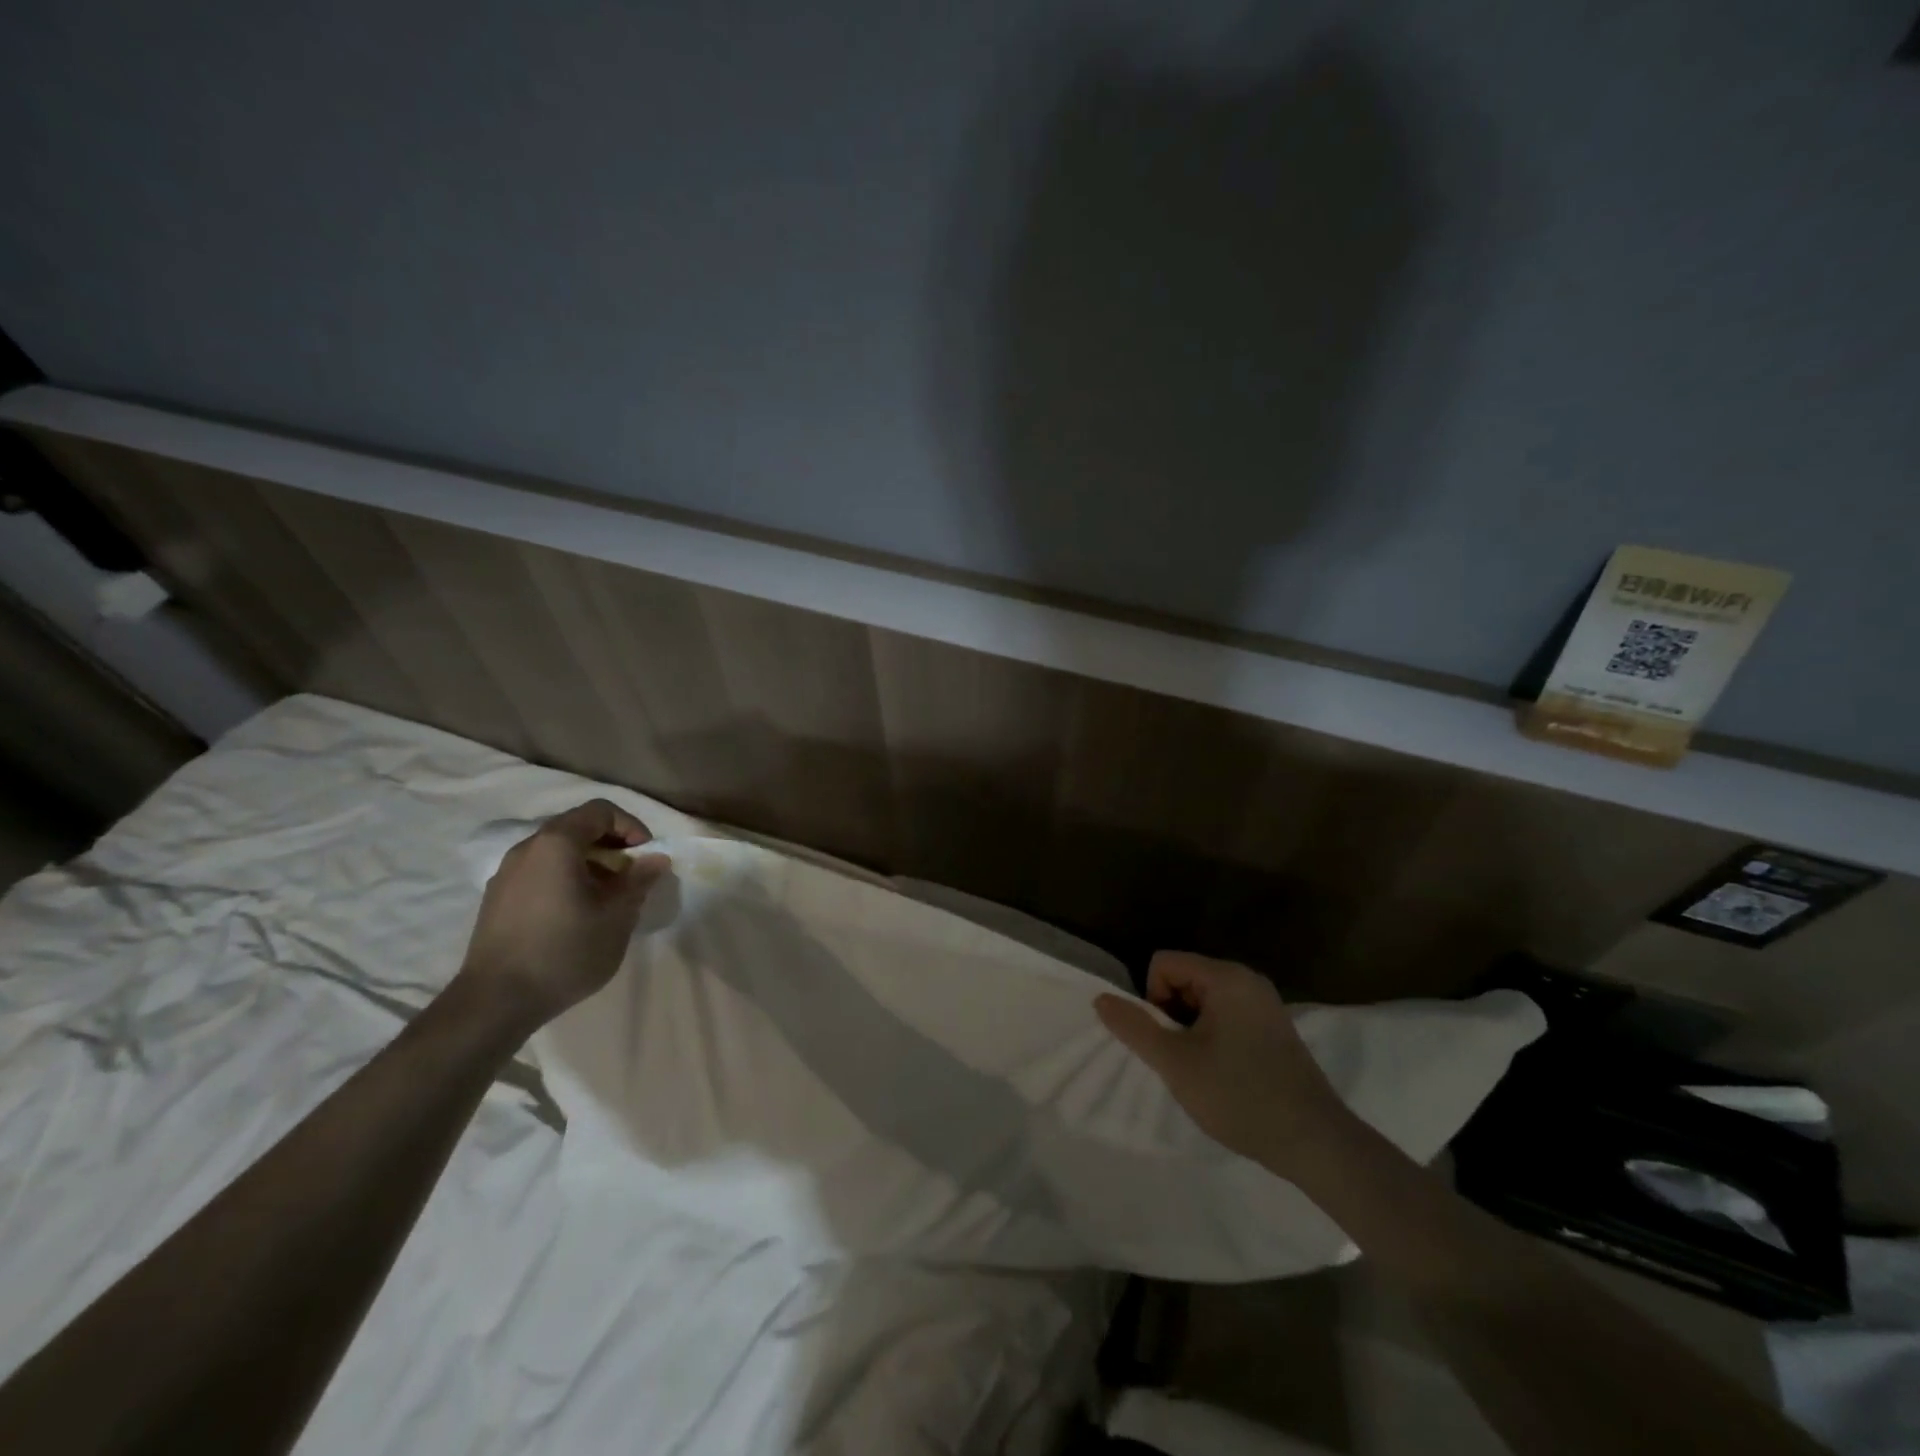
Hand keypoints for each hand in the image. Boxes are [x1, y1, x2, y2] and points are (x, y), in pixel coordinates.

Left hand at [455, 800, 667, 1034]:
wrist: (495, 1002)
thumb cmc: (565, 951)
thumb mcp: (617, 917)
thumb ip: (638, 881)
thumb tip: (656, 859)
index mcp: (556, 844)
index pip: (600, 811)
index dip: (631, 825)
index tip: (646, 855)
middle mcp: (527, 849)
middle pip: (576, 827)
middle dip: (611, 844)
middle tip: (631, 875)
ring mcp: (506, 874)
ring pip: (556, 852)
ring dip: (588, 863)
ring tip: (607, 897)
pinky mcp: (497, 899)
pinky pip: (539, 872)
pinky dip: (565, 878)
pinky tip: (576, 913)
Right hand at [1095, 951, 1357, 1169]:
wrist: (1316, 1142)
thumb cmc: (1240, 1095)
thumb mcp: (1176, 1063)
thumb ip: (1135, 1027)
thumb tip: (1100, 999)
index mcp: (1226, 977)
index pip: (1163, 963)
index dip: (1152, 998)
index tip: (1168, 1040)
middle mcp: (1247, 979)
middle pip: (1184, 978)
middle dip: (1172, 1014)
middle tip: (1183, 1059)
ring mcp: (1265, 1004)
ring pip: (1203, 1000)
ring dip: (1191, 1029)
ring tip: (1203, 1070)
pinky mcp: (1274, 1027)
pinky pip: (1226, 1015)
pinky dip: (1213, 1037)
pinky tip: (1225, 1074)